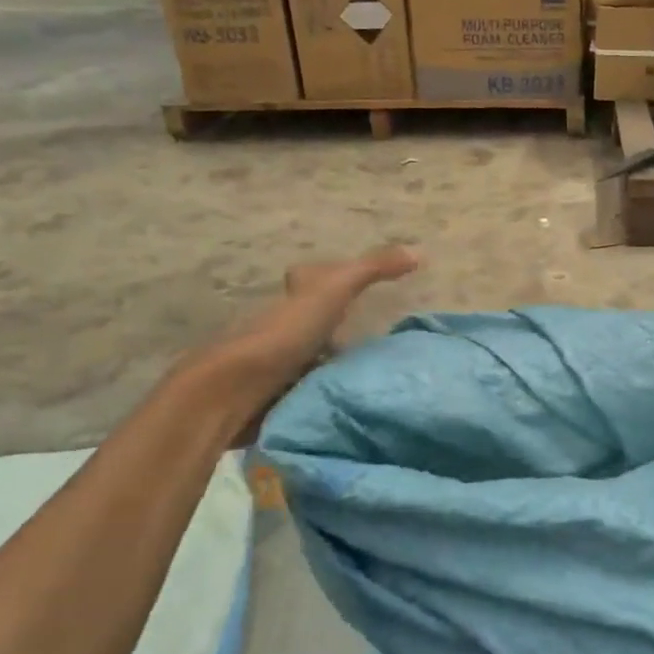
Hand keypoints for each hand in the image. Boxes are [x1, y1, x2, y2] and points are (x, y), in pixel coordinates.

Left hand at [182, 246, 421, 438]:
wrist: (235, 392)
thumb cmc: (284, 334)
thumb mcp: (334, 291)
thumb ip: (372, 269)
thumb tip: (419, 251)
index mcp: (292, 299)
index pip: (311, 280)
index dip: (332, 279)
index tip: (363, 290)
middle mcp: (281, 328)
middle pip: (314, 323)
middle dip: (340, 328)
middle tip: (382, 337)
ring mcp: (276, 366)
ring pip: (313, 359)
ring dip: (336, 366)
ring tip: (378, 374)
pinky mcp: (275, 400)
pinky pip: (309, 392)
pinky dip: (328, 394)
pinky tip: (354, 402)